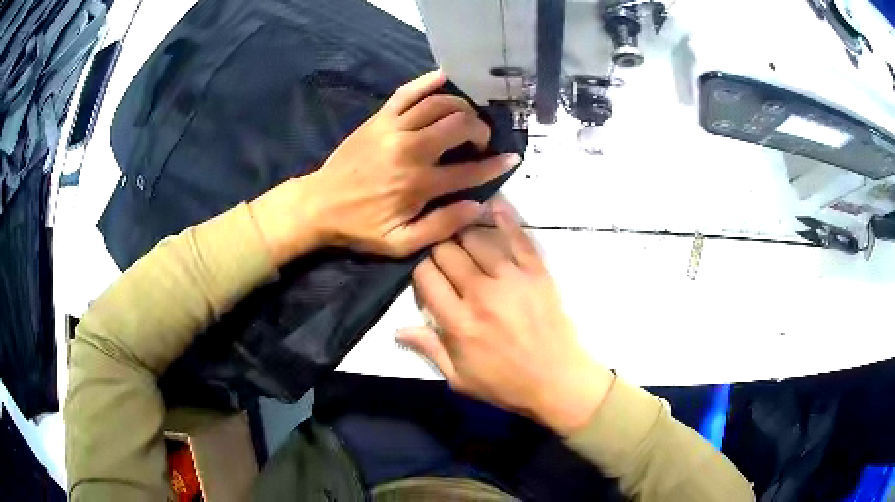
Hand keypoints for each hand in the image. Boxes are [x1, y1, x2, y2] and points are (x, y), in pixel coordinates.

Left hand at [251, 70, 519, 263]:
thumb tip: (478, 207)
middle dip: (480, 130)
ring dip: (462, 108)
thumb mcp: (400, 243)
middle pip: (460, 125)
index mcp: (418, 184)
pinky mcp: (378, 118)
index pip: (469, 169)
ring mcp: (393, 128)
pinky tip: (444, 77)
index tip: (510, 159)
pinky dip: (428, 81)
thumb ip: (441, 226)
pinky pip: (407, 92)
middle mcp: (410, 149)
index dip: (495, 165)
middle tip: (480, 142)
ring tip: (466, 120)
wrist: (318, 205)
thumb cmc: (360, 227)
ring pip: (440, 104)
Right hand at [399, 203, 614, 435]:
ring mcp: (512, 279)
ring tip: (463, 237)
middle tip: (445, 260)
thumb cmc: (506, 384)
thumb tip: (397, 329)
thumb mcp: (460, 379)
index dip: (421, 272)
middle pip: (447, 252)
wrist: (558, 380)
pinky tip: (492, 205)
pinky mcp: (537, 272)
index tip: (427, 278)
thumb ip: (429, 349)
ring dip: (464, 234)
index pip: (426, 278)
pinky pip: (518, 237)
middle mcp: (481, 294)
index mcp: (459, 323)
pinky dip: (504, 218)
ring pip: (476, 238)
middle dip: (439, 252)